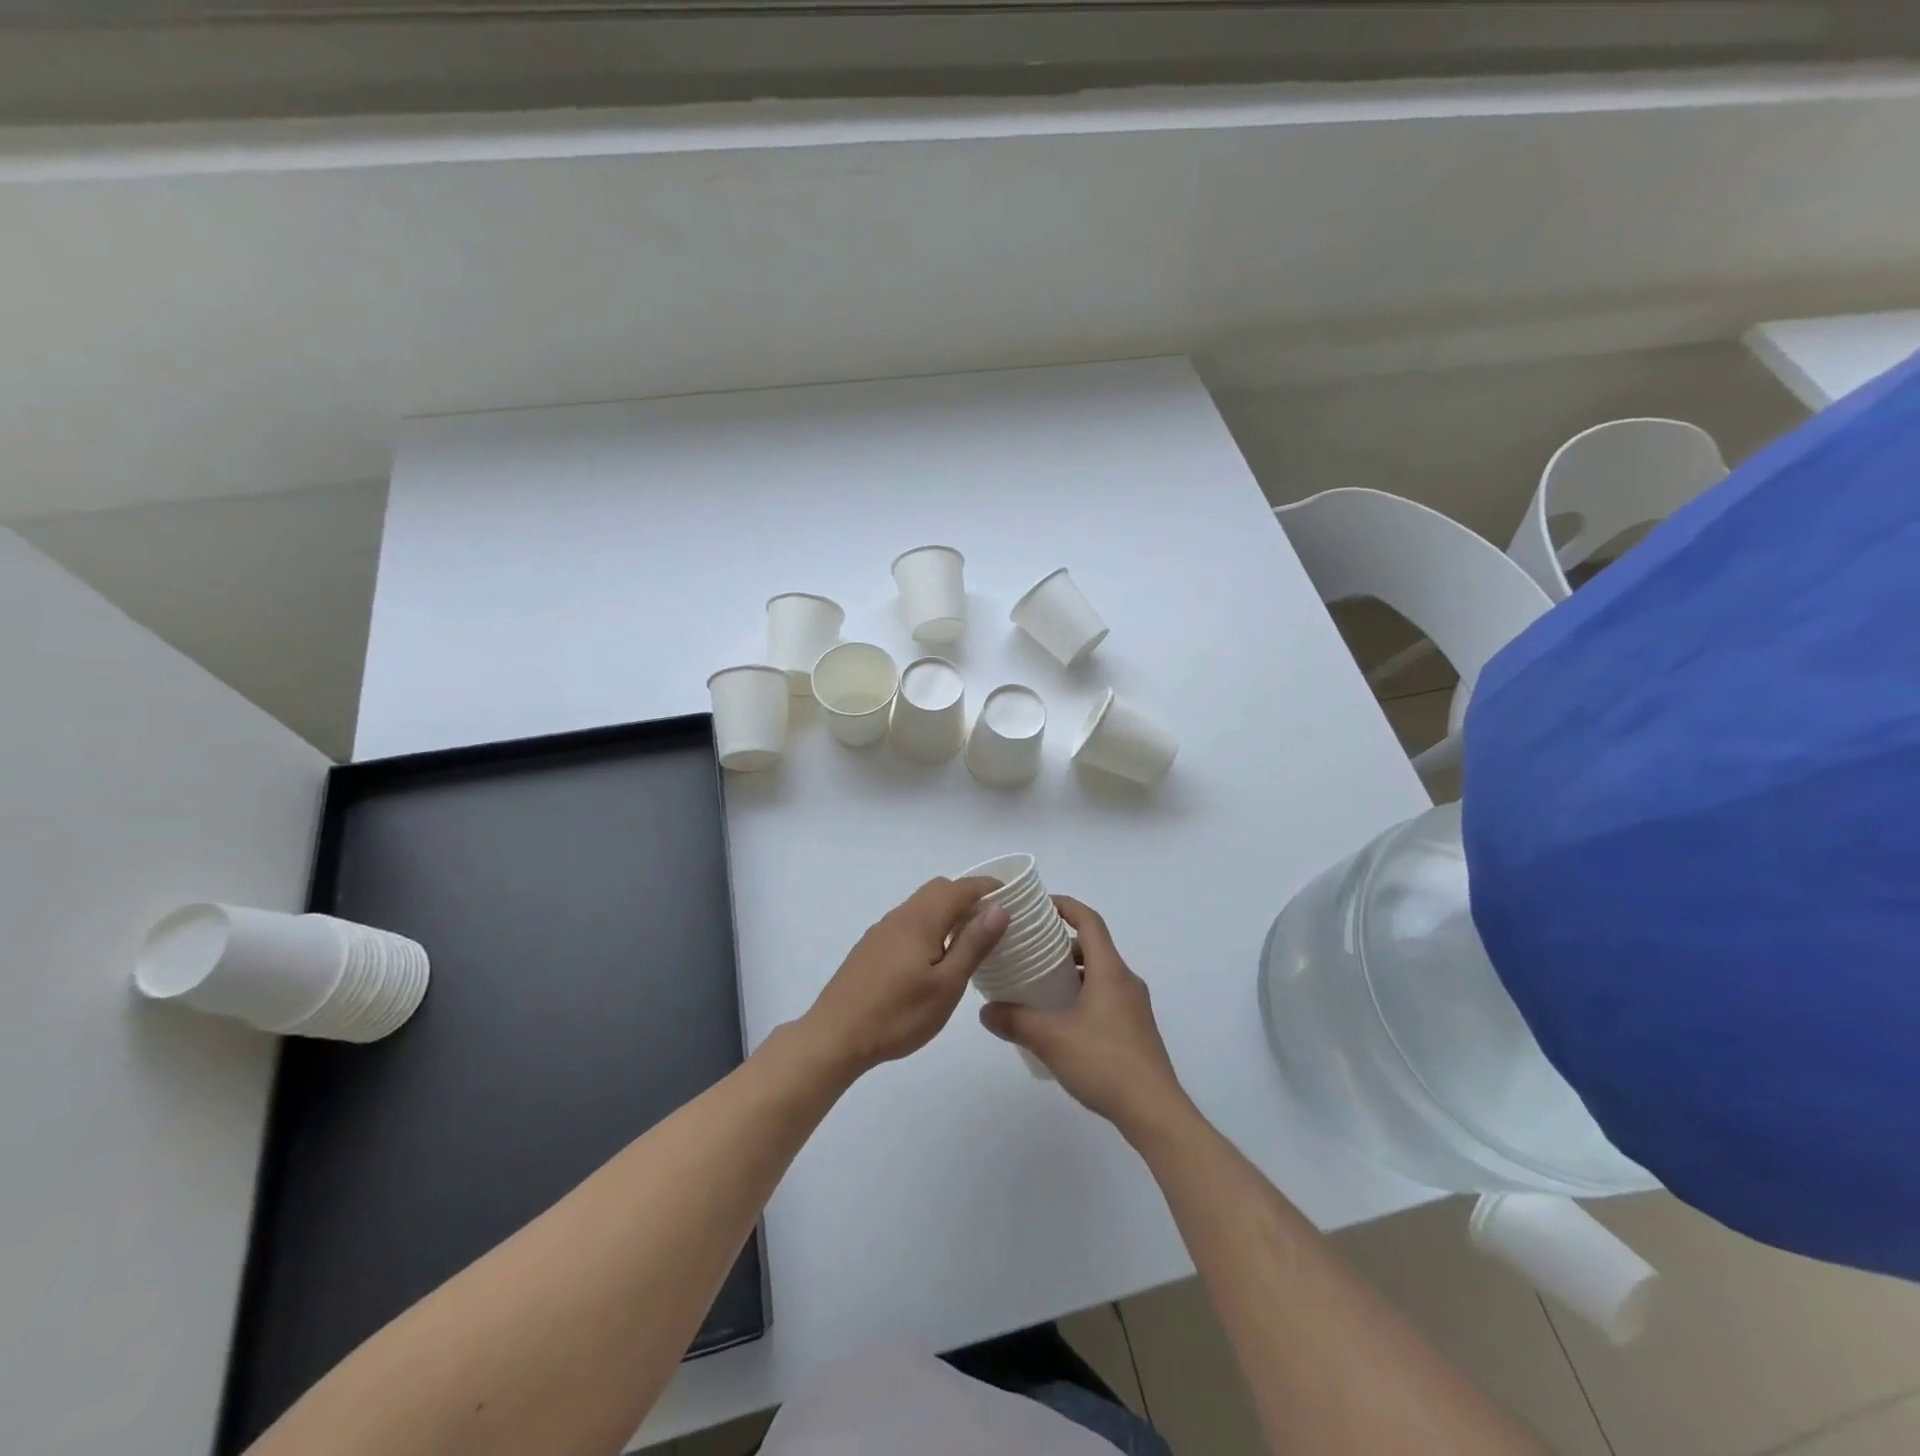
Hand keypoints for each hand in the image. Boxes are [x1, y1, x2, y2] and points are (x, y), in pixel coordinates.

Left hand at [801, 877, 1007, 1077]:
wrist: (835, 1037)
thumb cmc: (898, 1014)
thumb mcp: (947, 985)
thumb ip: (973, 944)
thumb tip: (998, 908)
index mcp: (921, 919)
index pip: (960, 887)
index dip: (987, 887)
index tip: (1012, 895)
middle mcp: (900, 916)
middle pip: (938, 890)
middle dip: (968, 897)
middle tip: (993, 921)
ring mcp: (881, 931)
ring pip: (921, 907)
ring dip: (948, 913)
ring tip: (969, 942)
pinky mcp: (871, 948)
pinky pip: (908, 924)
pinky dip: (930, 927)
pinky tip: (934, 959)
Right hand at [979, 897, 1191, 1137]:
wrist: (1154, 1112)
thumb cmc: (1105, 1062)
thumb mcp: (1051, 1039)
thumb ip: (1015, 1021)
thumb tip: (985, 1010)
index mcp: (1110, 971)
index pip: (1089, 921)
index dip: (1065, 906)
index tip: (1039, 905)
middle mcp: (1126, 981)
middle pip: (1093, 947)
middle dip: (1060, 944)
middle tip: (1029, 950)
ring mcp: (1134, 1007)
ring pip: (1099, 974)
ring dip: (1071, 973)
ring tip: (1038, 985)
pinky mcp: (1135, 1030)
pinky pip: (1104, 997)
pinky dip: (1081, 995)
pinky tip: (1060, 1020)